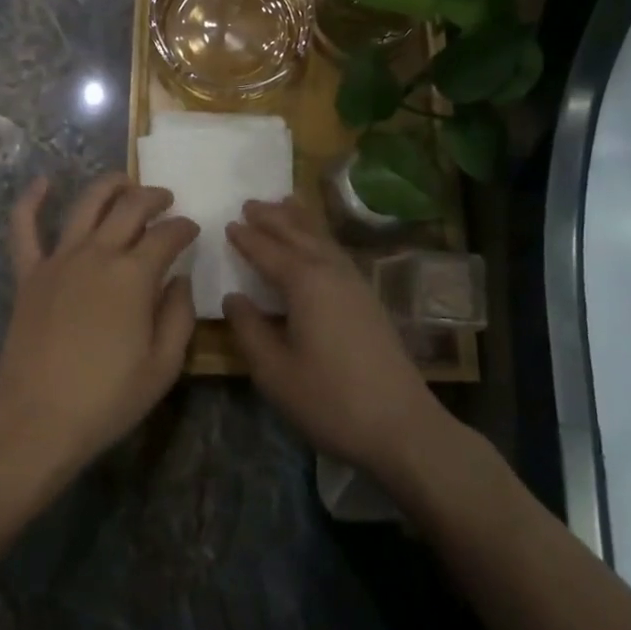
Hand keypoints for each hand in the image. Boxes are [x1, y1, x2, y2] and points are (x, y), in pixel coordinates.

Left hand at [0, 175, 199, 480]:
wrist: (36, 418)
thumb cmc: (107, 398)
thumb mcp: (163, 367)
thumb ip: (179, 316)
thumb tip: (180, 279)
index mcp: (134, 275)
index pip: (167, 235)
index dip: (184, 227)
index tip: (192, 230)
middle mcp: (98, 253)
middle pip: (130, 207)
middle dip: (153, 197)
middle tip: (166, 199)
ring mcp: (59, 259)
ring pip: (86, 204)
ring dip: (109, 186)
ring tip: (124, 181)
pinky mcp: (29, 272)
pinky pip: (25, 228)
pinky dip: (31, 200)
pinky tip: (42, 182)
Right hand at [223, 199, 447, 483]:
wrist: (402, 426)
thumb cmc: (330, 399)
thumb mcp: (274, 371)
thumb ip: (249, 330)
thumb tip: (234, 298)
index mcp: (305, 282)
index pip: (267, 250)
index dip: (246, 238)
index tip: (228, 223)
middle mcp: (330, 270)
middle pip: (297, 233)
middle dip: (272, 218)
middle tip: (250, 203)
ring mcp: (355, 282)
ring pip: (321, 238)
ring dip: (298, 220)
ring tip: (283, 204)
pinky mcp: (369, 298)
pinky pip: (335, 250)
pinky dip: (319, 236)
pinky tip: (317, 244)